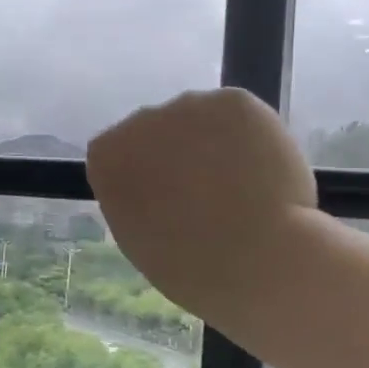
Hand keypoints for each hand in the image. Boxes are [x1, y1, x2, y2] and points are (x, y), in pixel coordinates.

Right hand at [87, 89, 317, 312]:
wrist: (256, 256)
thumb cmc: (189, 266)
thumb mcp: (137, 238)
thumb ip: (134, 200)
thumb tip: (155, 190)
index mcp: (106, 157)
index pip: (117, 155)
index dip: (143, 178)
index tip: (162, 203)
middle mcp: (139, 119)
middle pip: (156, 131)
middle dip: (176, 155)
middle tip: (205, 195)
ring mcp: (189, 104)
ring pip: (199, 120)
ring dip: (212, 143)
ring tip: (242, 186)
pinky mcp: (236, 101)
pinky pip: (238, 116)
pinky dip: (250, 138)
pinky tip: (262, 172)